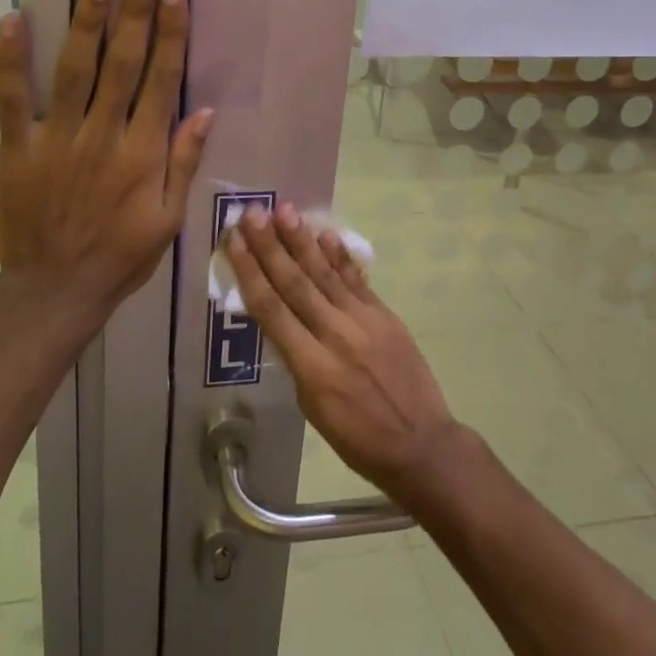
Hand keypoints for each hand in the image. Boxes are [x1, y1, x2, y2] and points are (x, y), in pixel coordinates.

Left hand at [0, 0, 213, 314]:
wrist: (54, 292)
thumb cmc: (120, 256)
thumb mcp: (168, 220)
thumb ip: (184, 163)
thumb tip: (205, 110)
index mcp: (143, 154)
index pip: (160, 80)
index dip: (169, 34)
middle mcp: (102, 136)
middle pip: (122, 63)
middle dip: (135, 11)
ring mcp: (57, 139)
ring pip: (75, 70)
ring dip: (87, 22)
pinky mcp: (18, 148)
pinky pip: (13, 99)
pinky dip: (11, 60)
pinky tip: (13, 19)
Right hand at [227, 203, 462, 501]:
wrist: (421, 444)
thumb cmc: (358, 438)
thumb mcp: (312, 408)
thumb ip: (296, 360)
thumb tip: (282, 322)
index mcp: (312, 367)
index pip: (271, 310)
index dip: (250, 272)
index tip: (234, 242)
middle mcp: (335, 335)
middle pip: (295, 283)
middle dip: (270, 247)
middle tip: (251, 214)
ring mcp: (364, 321)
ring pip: (325, 274)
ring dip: (302, 241)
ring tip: (284, 211)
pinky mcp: (385, 315)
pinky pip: (356, 279)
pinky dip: (339, 256)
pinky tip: (325, 234)